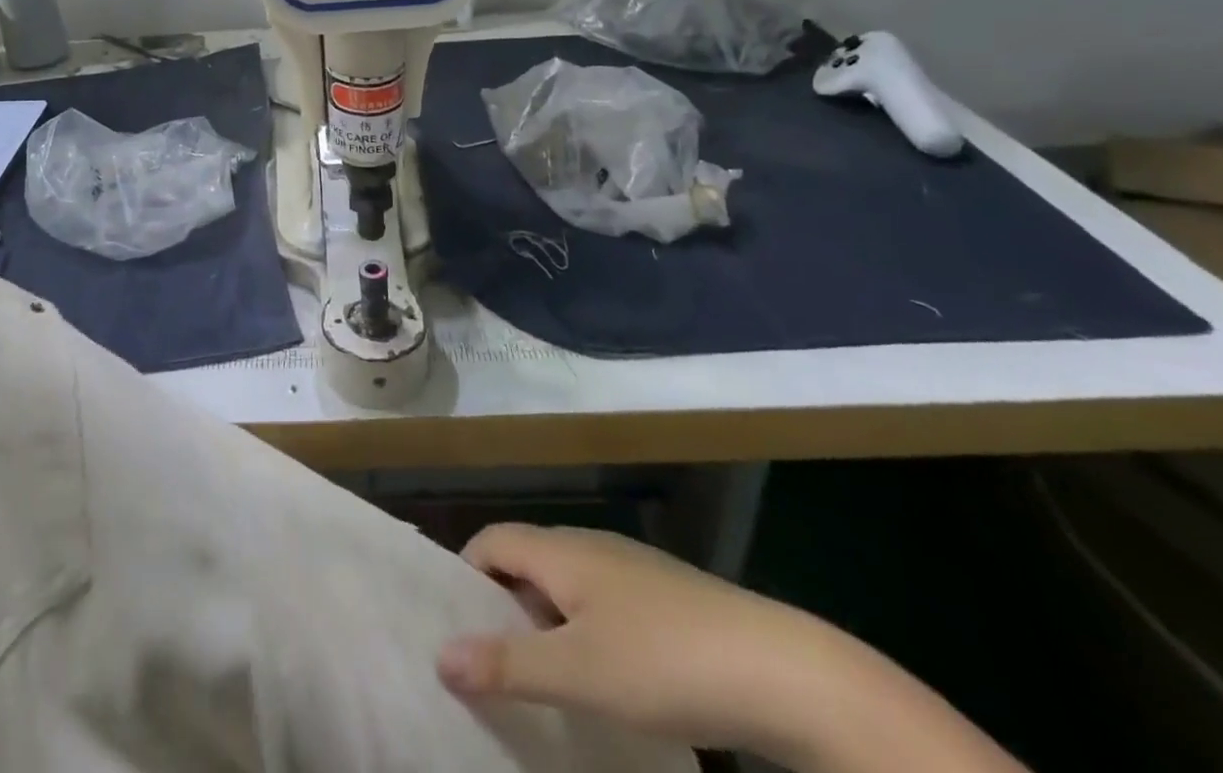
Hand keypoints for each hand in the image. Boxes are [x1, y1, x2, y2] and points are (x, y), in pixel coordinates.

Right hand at [437, 525, 847, 755]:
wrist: (782, 670)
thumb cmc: (664, 661)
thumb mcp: (578, 671)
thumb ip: (507, 664)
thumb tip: (439, 655)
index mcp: (561, 549)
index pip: (491, 540)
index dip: (466, 575)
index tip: (453, 628)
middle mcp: (590, 546)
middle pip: (526, 560)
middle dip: (502, 606)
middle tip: (488, 664)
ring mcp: (632, 571)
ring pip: (566, 585)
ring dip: (544, 624)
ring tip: (540, 681)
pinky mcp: (666, 600)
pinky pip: (602, 605)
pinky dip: (584, 634)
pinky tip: (604, 682)